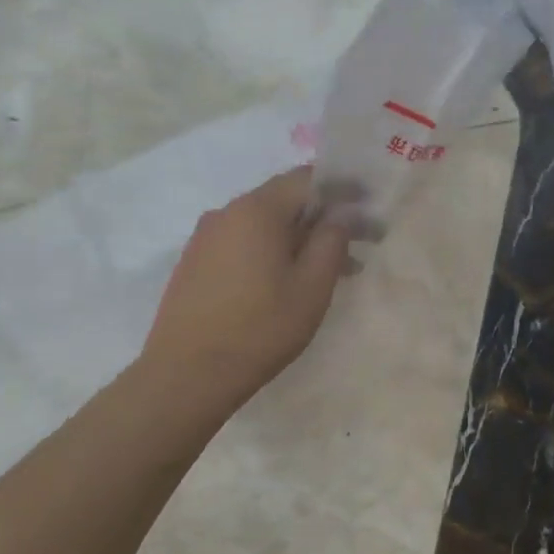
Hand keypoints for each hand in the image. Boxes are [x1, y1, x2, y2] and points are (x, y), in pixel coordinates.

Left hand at [141, 167, 352, 415]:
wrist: (185, 376)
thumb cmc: (260, 329)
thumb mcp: (312, 287)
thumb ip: (332, 241)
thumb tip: (342, 213)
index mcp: (257, 210)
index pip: (307, 178)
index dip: (342, 188)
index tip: (368, 206)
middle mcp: (227, 212)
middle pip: (284, 200)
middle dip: (323, 217)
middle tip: (358, 243)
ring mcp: (206, 237)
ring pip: (264, 224)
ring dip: (299, 238)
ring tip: (328, 271)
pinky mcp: (195, 262)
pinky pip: (243, 242)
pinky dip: (271, 251)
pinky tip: (287, 282)